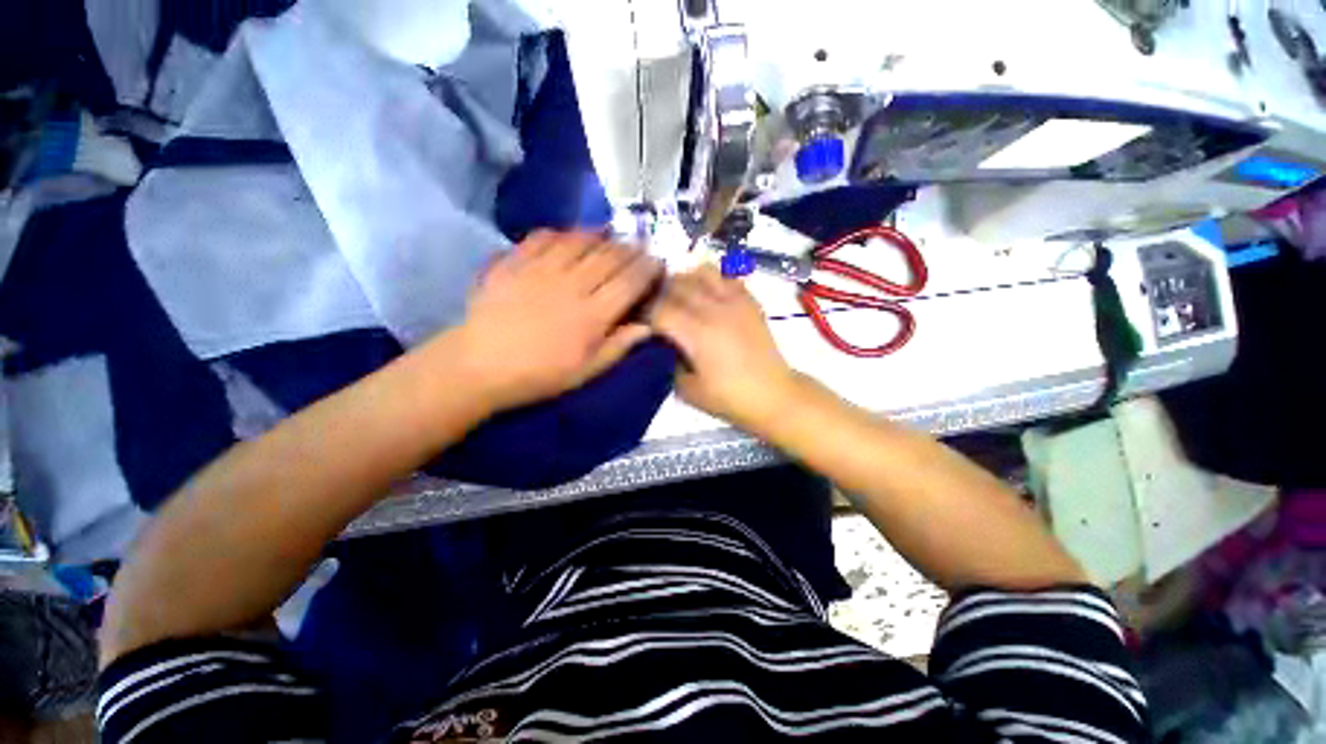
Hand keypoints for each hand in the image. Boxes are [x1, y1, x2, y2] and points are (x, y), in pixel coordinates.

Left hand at [453, 231, 662, 410]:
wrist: (480, 365)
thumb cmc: (540, 374)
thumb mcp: (586, 371)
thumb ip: (618, 346)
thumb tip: (648, 327)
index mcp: (592, 315)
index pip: (630, 282)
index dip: (649, 269)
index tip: (659, 262)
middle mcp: (572, 285)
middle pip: (610, 256)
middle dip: (631, 248)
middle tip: (640, 246)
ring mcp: (541, 269)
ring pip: (580, 240)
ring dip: (600, 235)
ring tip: (610, 235)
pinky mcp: (516, 261)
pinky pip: (544, 236)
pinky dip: (562, 233)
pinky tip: (568, 238)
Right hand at [648, 266, 798, 426]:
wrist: (773, 395)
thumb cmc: (729, 398)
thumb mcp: (687, 390)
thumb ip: (668, 364)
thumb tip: (664, 344)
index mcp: (696, 333)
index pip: (659, 309)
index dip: (644, 314)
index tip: (640, 323)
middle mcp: (714, 309)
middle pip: (677, 284)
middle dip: (660, 295)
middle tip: (655, 309)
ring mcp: (735, 301)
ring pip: (701, 271)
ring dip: (685, 281)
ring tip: (681, 297)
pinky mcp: (750, 301)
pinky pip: (726, 276)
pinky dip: (711, 279)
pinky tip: (708, 295)